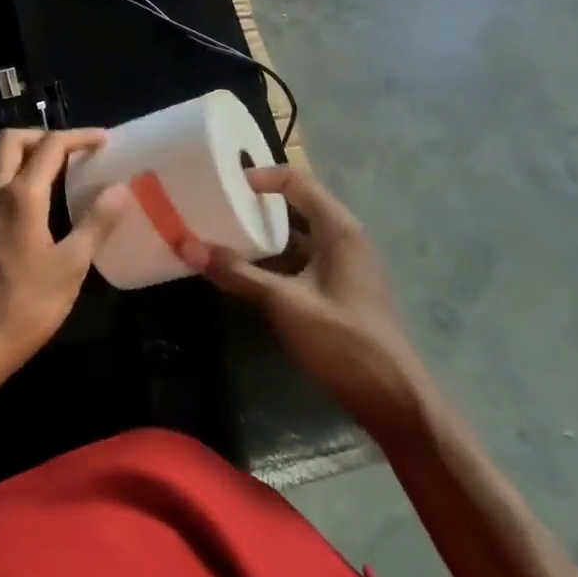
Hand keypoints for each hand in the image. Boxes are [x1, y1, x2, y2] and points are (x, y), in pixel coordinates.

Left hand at [0, 128, 132, 370]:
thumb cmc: (30, 303)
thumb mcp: (72, 264)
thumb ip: (95, 222)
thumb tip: (120, 189)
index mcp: (21, 195)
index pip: (50, 146)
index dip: (79, 137)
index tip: (103, 140)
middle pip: (11, 140)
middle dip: (43, 135)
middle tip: (72, 149)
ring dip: (19, 149)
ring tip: (48, 165)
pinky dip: (6, 168)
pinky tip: (27, 193)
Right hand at [186, 166, 429, 438]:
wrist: (392, 399)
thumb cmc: (343, 340)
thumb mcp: (283, 303)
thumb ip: (236, 273)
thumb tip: (185, 244)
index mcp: (339, 230)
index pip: (297, 182)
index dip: (261, 177)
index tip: (224, 182)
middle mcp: (344, 240)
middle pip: (296, 206)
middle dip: (256, 205)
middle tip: (216, 204)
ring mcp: (343, 268)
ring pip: (297, 237)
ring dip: (262, 235)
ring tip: (222, 234)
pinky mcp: (337, 292)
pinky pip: (300, 262)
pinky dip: (272, 260)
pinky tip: (245, 272)